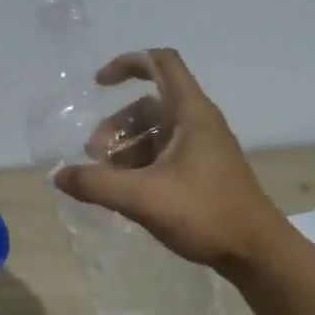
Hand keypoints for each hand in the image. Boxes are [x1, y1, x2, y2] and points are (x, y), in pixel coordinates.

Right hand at [53, 49, 284, 273]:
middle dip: (117, 124)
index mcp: (191, 114)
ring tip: (104, 177)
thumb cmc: (204, 214)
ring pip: (156, 133)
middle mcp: (199, 123)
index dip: (128, 64)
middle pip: (150, 104)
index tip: (99, 85)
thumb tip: (59, 176)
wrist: (255, 251)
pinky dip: (140, 165)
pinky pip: (164, 155)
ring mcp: (203, 149)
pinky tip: (124, 192)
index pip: (161, 63)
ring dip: (126, 148)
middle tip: (94, 155)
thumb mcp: (143, 198)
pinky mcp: (203, 172)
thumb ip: (97, 184)